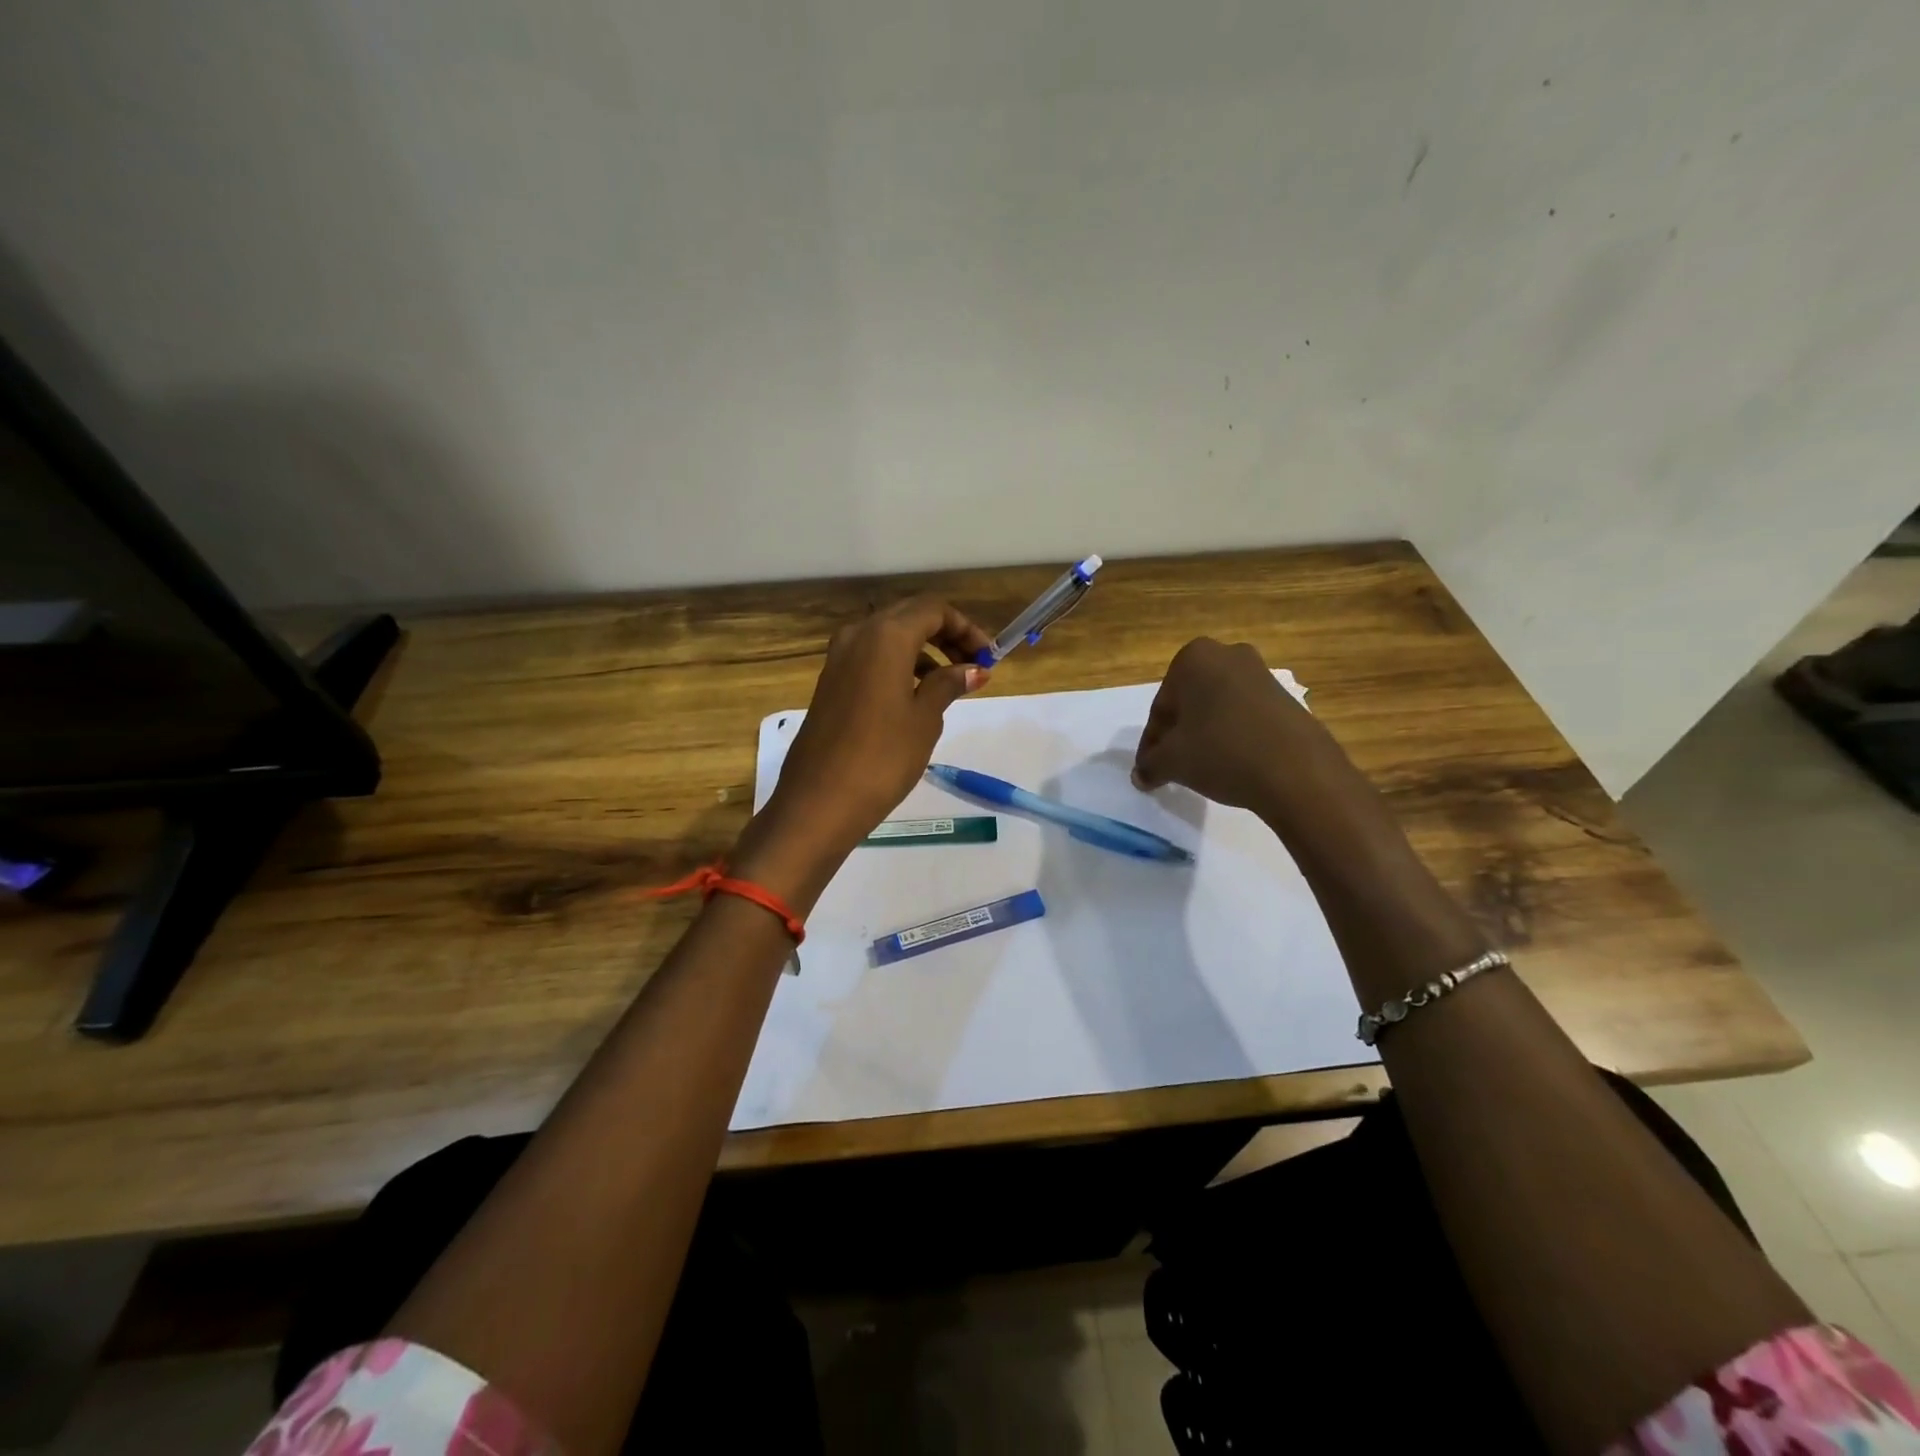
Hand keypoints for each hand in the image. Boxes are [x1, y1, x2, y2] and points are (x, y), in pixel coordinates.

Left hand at [758, 596, 991, 862]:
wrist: (819, 800)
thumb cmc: (883, 757)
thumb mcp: (925, 718)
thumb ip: (948, 684)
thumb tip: (974, 670)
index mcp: (886, 635)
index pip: (933, 610)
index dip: (966, 628)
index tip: (988, 658)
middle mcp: (858, 635)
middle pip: (909, 617)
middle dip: (945, 636)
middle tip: (973, 666)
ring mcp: (838, 658)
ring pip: (888, 637)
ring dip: (922, 652)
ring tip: (950, 685)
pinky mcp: (830, 682)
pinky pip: (871, 658)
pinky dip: (898, 666)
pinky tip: (915, 696)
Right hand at [1133, 638, 1362, 825]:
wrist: (1297, 771)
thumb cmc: (1221, 752)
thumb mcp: (1171, 762)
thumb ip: (1149, 765)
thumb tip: (1141, 775)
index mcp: (1194, 658)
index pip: (1161, 706)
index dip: (1153, 741)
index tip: (1150, 766)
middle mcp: (1228, 655)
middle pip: (1190, 701)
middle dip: (1179, 732)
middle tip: (1173, 764)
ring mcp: (1262, 673)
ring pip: (1218, 707)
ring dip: (1206, 733)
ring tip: (1203, 767)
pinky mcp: (1286, 697)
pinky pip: (1246, 715)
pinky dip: (1234, 735)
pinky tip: (1233, 763)